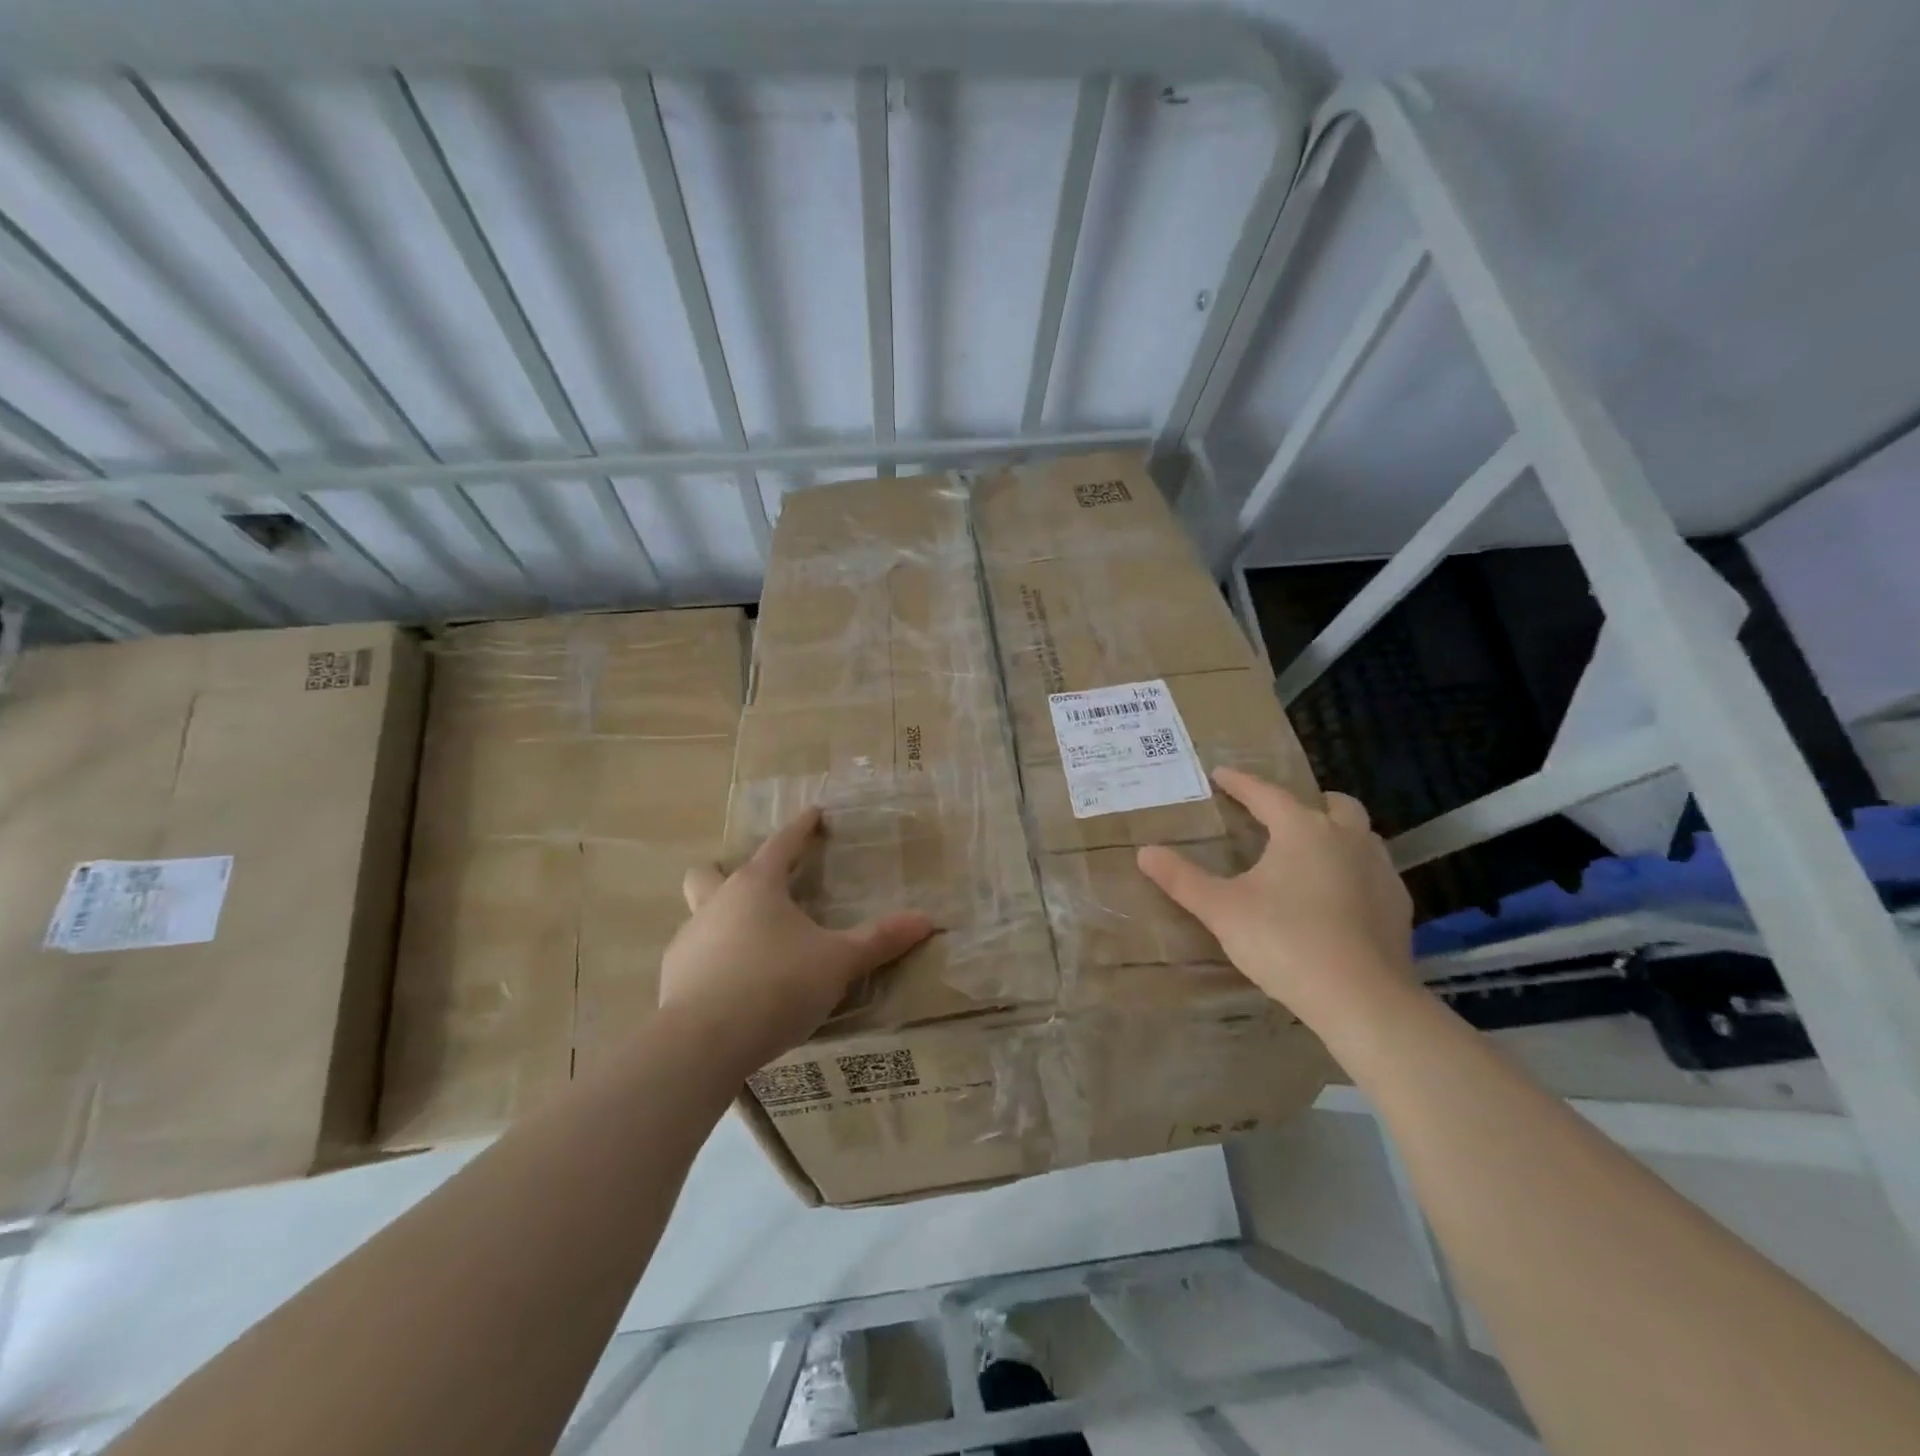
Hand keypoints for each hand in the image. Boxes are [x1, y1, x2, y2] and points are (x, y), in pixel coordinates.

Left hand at [663, 807, 934, 1072]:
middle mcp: (716, 904)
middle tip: (755, 892)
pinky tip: (732, 990)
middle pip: (709, 873)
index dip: (801, 829)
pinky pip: (694, 959)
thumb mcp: (838, 962)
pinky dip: (712, 964)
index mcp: (757, 887)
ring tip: (752, 949)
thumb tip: (926, 920)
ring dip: (721, 923)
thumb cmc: (777, 985)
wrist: (703, 1043)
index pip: (781, 845)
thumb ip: (879, 940)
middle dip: (727, 873)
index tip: (813, 814)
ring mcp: (689, 941)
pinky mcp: (672, 980)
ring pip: (699, 916)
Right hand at [1136, 767, 1413, 1032]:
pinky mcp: (1398, 906)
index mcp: (1303, 830)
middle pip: (1332, 804)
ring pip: (1360, 836)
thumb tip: (1145, 852)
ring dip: (1335, 835)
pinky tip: (1338, 898)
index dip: (1240, 783)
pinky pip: (1373, 872)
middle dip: (1305, 803)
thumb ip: (1182, 879)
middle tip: (1279, 817)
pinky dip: (1353, 872)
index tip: (1221, 774)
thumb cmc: (1285, 942)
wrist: (1361, 999)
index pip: (1266, 794)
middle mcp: (1347, 838)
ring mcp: (1380, 871)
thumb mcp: (1222, 909)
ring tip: (1308, 856)